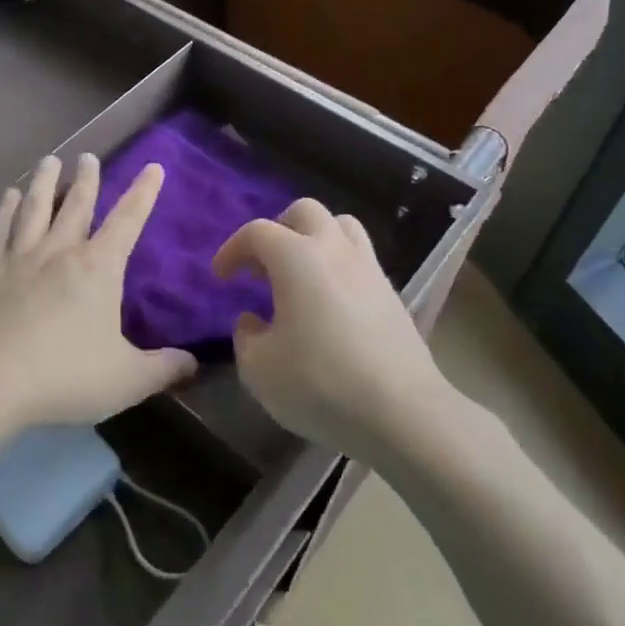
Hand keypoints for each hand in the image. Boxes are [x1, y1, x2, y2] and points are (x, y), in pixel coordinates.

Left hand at [0, 154, 196, 429]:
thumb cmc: (64, 376)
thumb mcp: (126, 380)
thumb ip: (163, 369)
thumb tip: (193, 363)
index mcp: (98, 268)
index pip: (128, 221)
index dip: (143, 193)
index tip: (152, 166)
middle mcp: (60, 252)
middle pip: (76, 206)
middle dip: (87, 180)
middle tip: (87, 156)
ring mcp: (20, 258)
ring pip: (35, 208)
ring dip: (43, 182)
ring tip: (48, 160)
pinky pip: (0, 229)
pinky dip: (5, 209)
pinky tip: (7, 195)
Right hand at [213, 199, 454, 461]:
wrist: (403, 413)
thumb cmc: (321, 384)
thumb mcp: (259, 369)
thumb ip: (246, 337)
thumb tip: (254, 321)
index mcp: (297, 258)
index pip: (257, 232)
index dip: (233, 249)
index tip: (221, 276)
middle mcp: (335, 250)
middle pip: (305, 212)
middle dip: (278, 230)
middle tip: (263, 267)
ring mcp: (369, 269)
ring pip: (341, 227)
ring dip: (314, 240)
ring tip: (300, 275)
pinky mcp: (392, 294)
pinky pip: (360, 259)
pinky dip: (338, 267)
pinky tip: (329, 304)